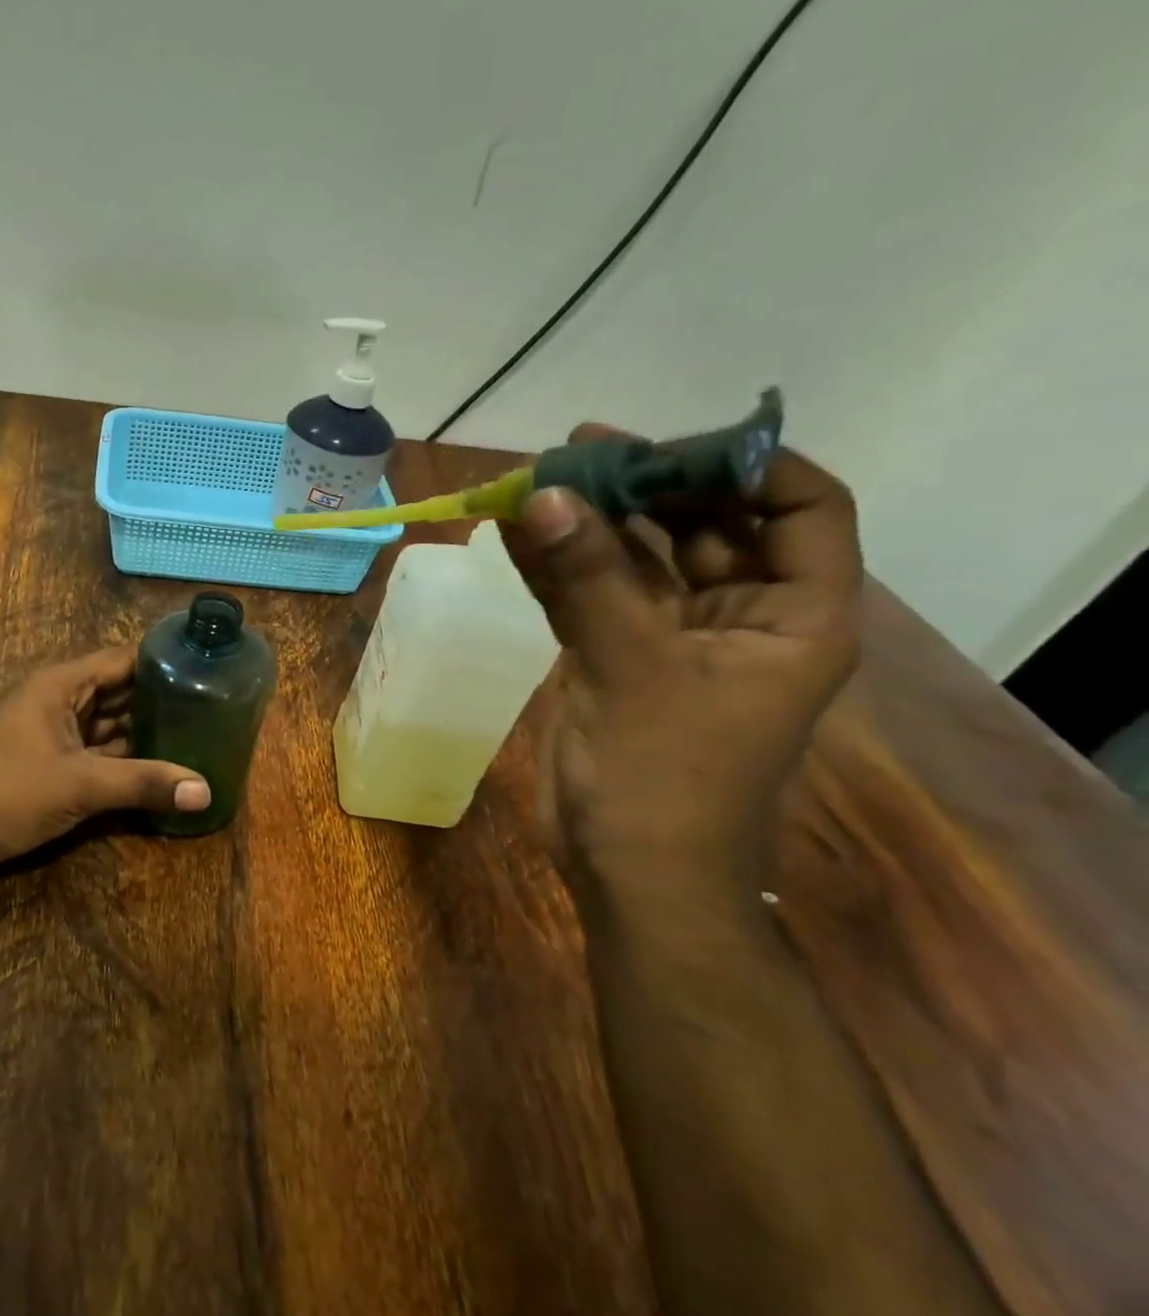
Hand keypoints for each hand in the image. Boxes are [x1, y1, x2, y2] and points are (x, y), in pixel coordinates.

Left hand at [0, 646, 210, 876]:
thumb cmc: (9, 792)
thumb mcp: (81, 785)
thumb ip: (144, 783)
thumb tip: (206, 791)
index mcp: (61, 684)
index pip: (122, 659)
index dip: (163, 660)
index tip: (207, 668)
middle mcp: (58, 699)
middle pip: (118, 691)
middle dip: (159, 699)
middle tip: (212, 707)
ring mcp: (52, 732)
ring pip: (108, 723)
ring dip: (143, 731)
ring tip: (196, 735)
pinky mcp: (49, 761)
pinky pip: (96, 750)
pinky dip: (123, 757)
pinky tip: (158, 767)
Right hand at [499, 426, 861, 887]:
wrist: (627, 870)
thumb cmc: (664, 777)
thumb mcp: (633, 667)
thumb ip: (588, 576)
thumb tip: (540, 494)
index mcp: (793, 616)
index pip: (801, 508)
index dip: (747, 464)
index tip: (670, 444)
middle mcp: (741, 616)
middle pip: (706, 524)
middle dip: (645, 485)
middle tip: (578, 451)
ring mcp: (672, 638)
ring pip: (637, 559)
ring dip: (589, 523)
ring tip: (534, 480)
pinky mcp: (615, 658)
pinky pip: (589, 595)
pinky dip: (555, 566)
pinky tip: (513, 533)